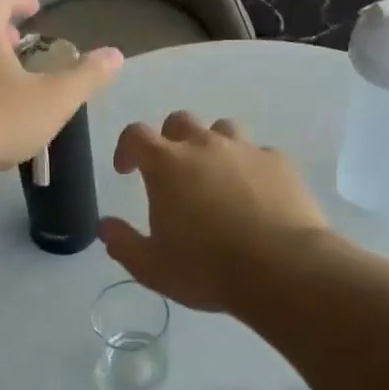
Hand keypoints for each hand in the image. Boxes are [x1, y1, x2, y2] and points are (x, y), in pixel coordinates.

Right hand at [99, 111, 332, 313]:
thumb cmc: (207, 268)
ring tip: (215, 177)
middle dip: (169, 140)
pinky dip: (250, 167)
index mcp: (167, 164)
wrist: (283, 268)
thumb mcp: (152, 267)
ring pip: (222, 129)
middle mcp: (205, 145)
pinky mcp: (280, 163)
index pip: (135, 135)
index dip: (126, 147)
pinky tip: (255, 194)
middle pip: (179, 121)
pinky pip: (259, 154)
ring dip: (212, 146)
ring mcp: (246, 150)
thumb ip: (123, 243)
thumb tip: (105, 225)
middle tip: (172, 172)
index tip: (126, 170)